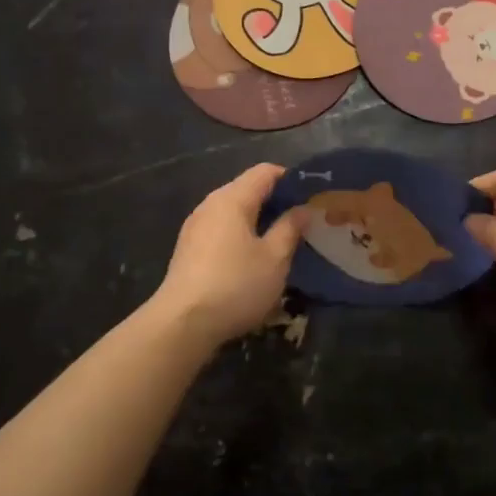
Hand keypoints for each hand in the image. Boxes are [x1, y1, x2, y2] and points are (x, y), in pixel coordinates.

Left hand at [152, 164, 305, 348]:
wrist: (182, 324)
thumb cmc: (236, 285)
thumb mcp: (275, 258)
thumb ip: (290, 228)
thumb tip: (302, 209)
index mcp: (232, 199)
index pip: (265, 171)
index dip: (291, 179)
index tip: (312, 196)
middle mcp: (210, 205)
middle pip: (247, 189)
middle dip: (276, 201)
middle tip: (303, 221)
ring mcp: (195, 227)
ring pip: (234, 212)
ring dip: (258, 220)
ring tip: (282, 241)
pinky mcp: (189, 249)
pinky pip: (222, 230)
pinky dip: (241, 235)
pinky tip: (254, 258)